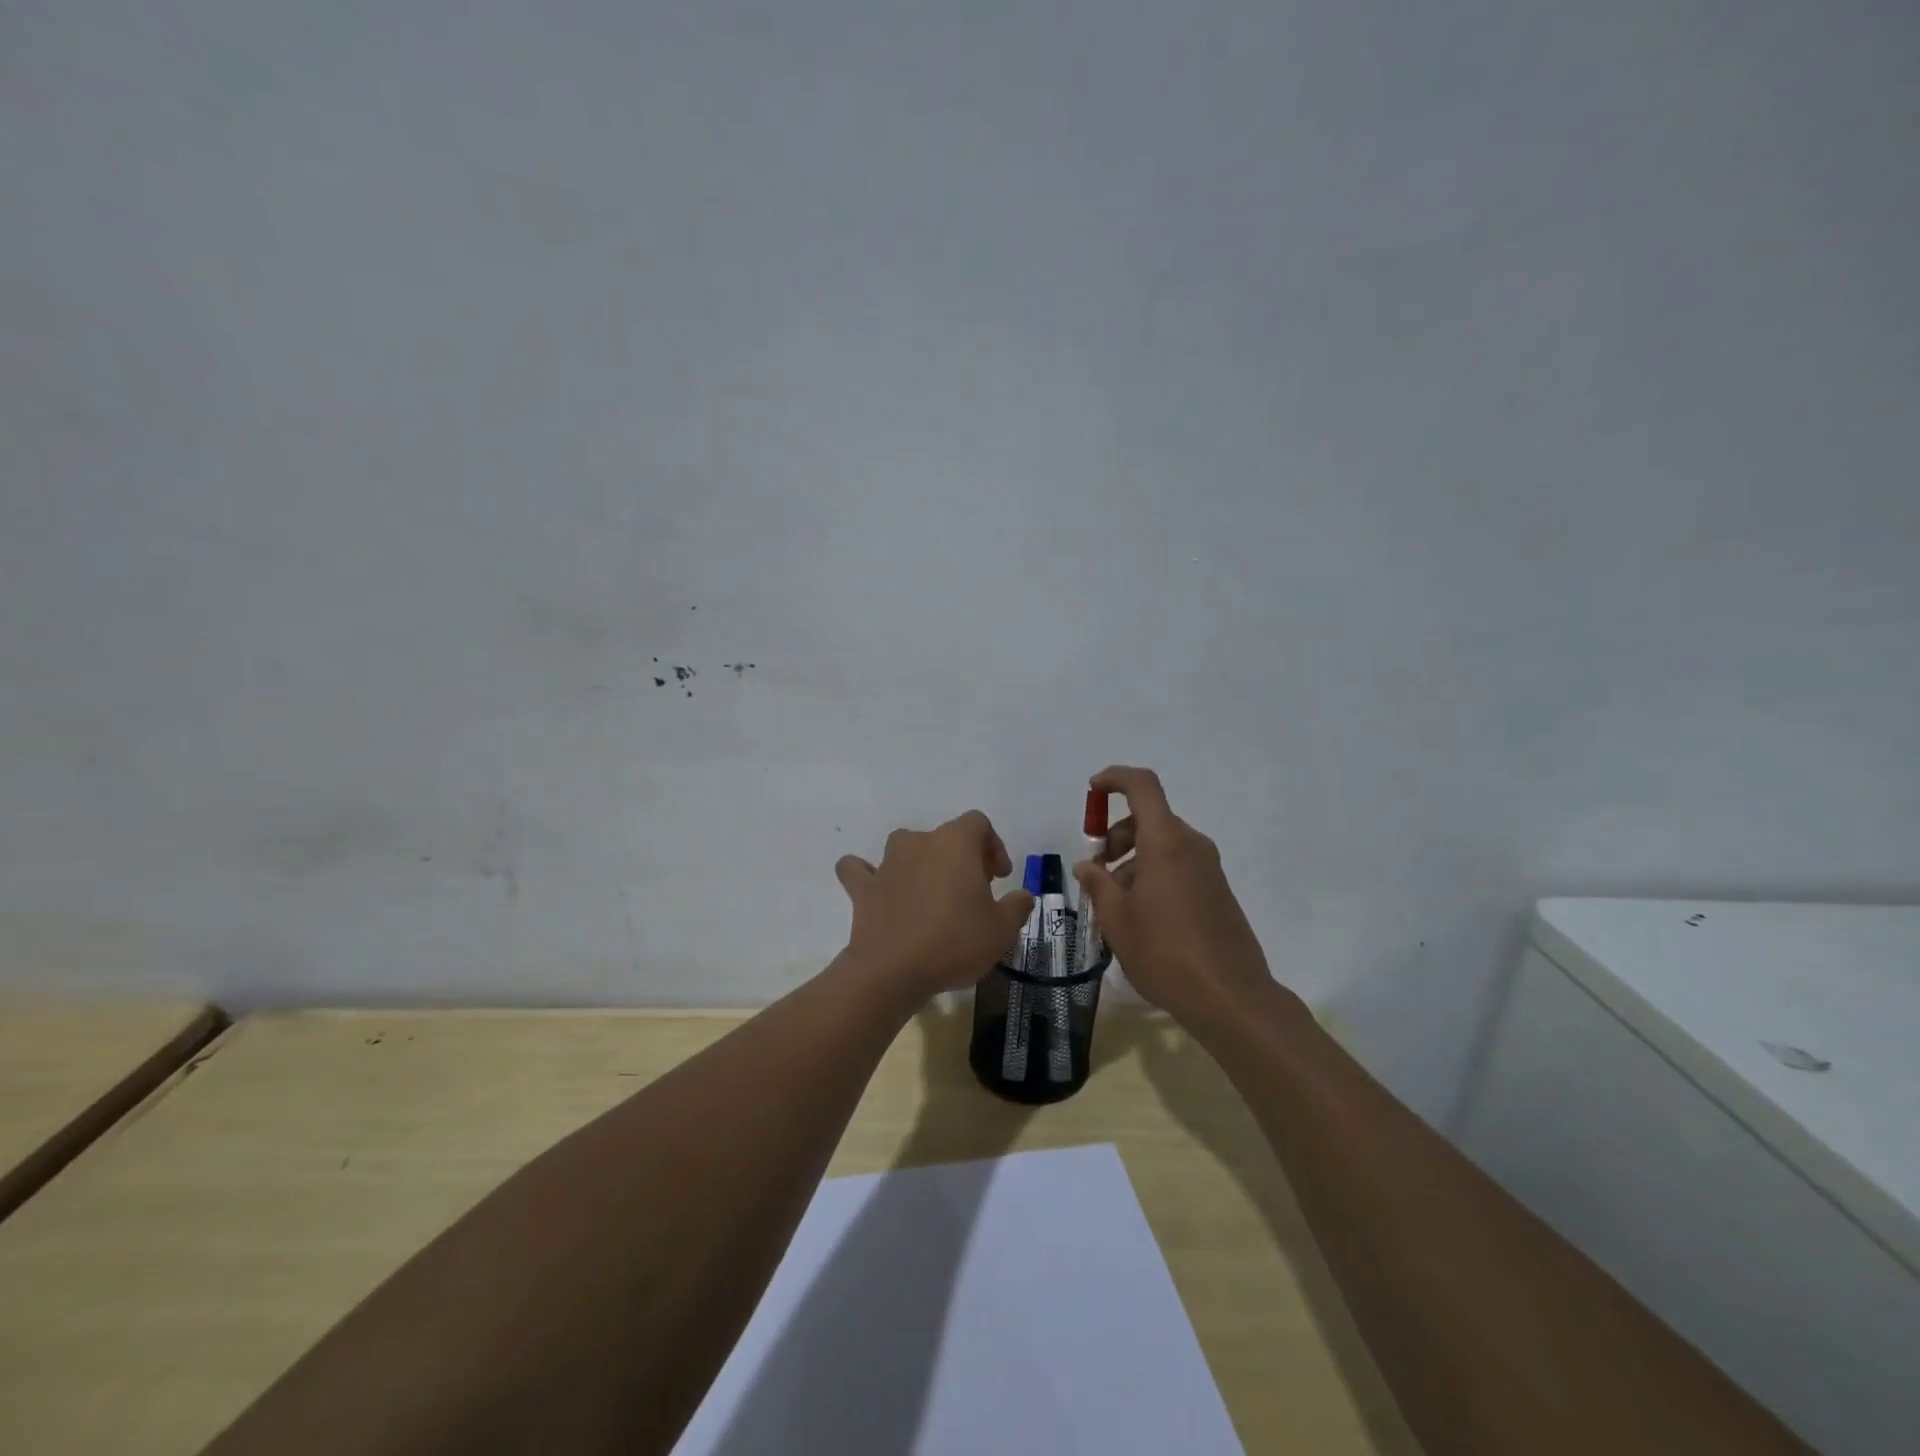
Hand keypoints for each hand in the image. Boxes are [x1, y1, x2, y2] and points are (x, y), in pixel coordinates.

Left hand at [835, 811, 1034, 1001]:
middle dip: (960, 859)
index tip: (998, 878)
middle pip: (944, 836)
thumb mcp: (1002, 930)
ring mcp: (886, 863)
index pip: (978, 824)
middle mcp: (919, 843)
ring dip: (919, 862)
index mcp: (955, 843)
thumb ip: (1017, 906)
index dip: (992, 846)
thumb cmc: (954, 942)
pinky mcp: (863, 888)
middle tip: (972, 892)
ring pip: (905, 846)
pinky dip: (867, 875)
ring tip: (930, 893)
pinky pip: (859, 870)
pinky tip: (877, 889)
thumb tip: (1022, 896)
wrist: (893, 971)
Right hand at [1074, 766, 1276, 1026]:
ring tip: (1113, 905)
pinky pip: (1178, 866)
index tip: (1091, 791)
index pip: (1142, 786)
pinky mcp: (1217, 891)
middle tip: (1096, 872)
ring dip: (1132, 861)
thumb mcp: (1117, 920)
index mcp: (1166, 842)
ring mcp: (1209, 869)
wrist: (1231, 998)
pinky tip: (1139, 917)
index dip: (1114, 779)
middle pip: (1149, 819)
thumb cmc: (1165, 953)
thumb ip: (1097, 884)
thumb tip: (1086, 865)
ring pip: (1162, 846)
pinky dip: (1153, 875)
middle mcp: (1191, 846)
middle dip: (1116, 836)